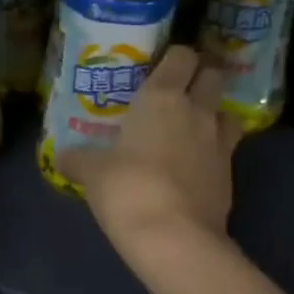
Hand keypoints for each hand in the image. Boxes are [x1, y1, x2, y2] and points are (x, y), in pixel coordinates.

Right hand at [58, 46, 240, 262]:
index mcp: (162, 97)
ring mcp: (220, 143)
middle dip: (200, 81)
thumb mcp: (92, 174)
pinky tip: (194, 170)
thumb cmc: (127, 189)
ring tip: (192, 132)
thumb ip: (78, 160)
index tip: (161, 70)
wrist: (173, 237)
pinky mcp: (231, 175)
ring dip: (214, 116)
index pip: (181, 56)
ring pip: (227, 113)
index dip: (175, 59)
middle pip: (213, 77)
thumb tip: (62, 157)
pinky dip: (214, 154)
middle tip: (179, 97)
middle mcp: (197, 111)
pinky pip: (226, 152)